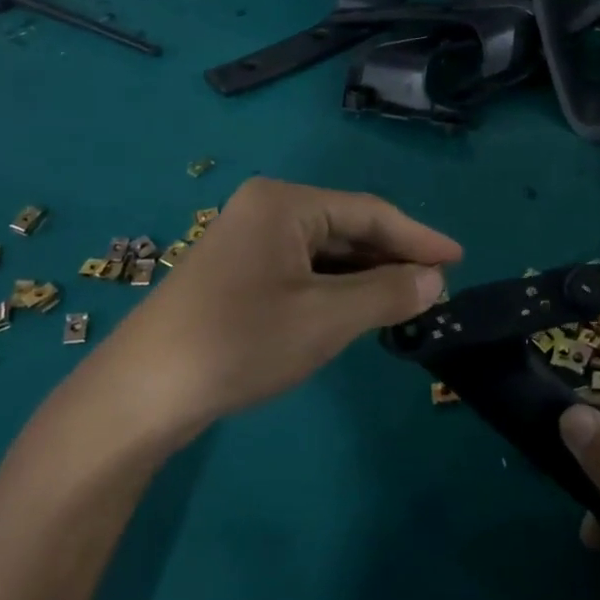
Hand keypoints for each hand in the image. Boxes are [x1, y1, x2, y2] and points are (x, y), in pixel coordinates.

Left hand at [93, 178, 461, 438]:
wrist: (141, 395)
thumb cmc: (239, 342)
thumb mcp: (326, 319)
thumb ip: (388, 293)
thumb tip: (435, 280)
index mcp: (285, 203)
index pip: (369, 212)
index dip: (418, 238)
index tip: (459, 260)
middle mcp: (266, 210)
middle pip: (347, 228)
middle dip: (392, 258)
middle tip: (436, 288)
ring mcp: (248, 241)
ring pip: (325, 252)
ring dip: (365, 276)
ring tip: (407, 302)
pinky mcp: (238, 272)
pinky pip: (302, 269)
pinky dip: (335, 288)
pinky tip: (358, 310)